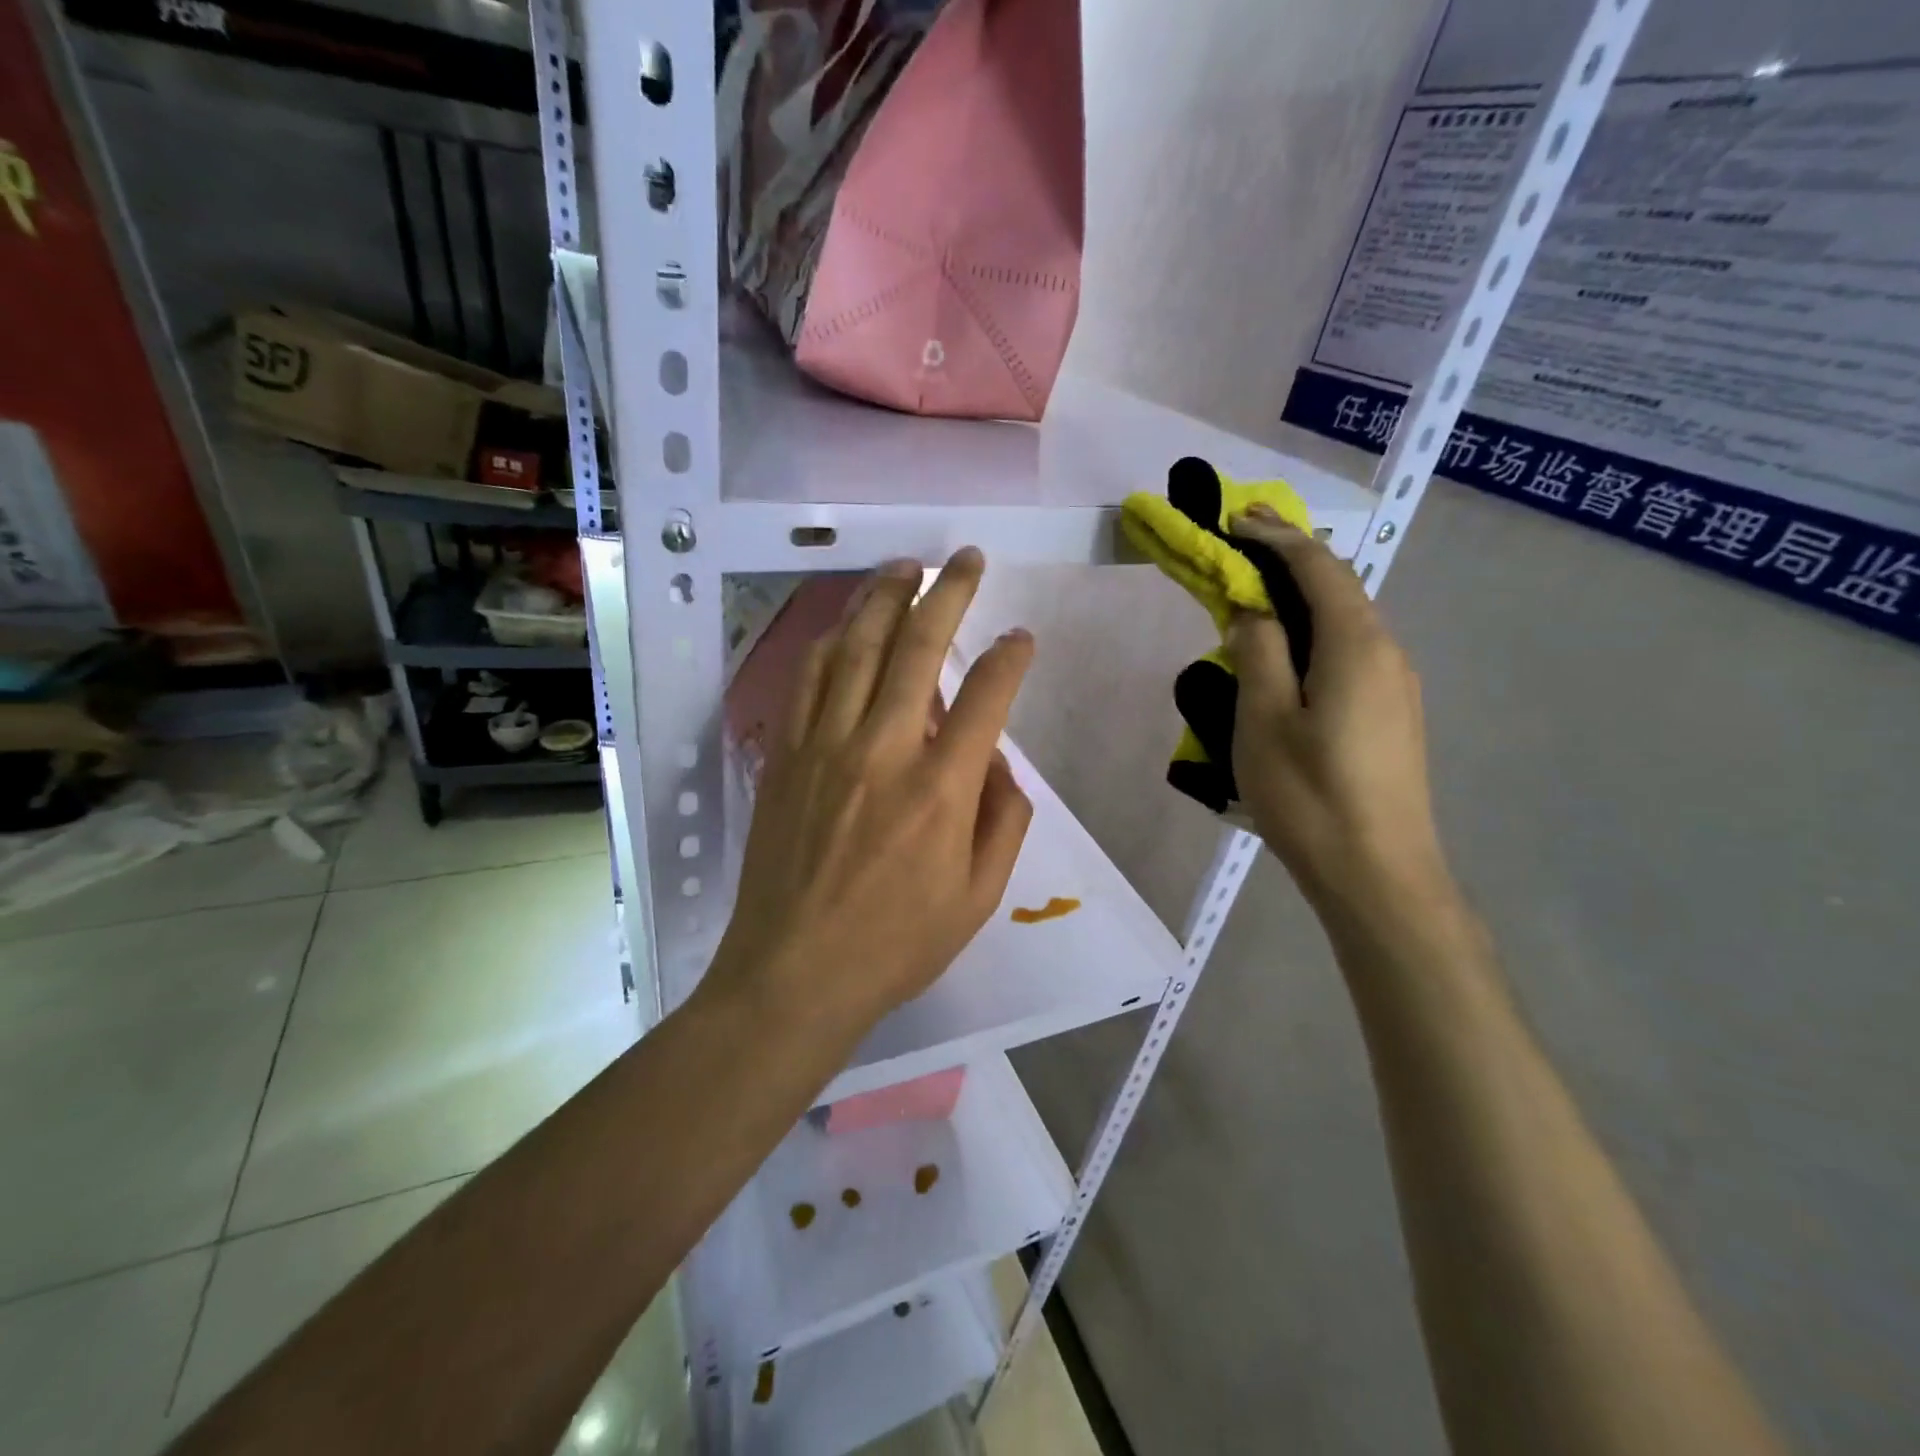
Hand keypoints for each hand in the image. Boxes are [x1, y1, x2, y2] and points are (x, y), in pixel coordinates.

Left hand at [709, 548, 1035, 1039]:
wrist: (793, 974)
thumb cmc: (895, 945)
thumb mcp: (978, 897)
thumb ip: (1004, 821)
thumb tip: (996, 763)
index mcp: (940, 789)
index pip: (986, 695)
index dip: (1010, 656)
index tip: (1020, 637)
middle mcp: (882, 749)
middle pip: (918, 646)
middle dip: (948, 592)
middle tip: (965, 559)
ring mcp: (824, 746)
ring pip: (855, 648)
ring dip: (882, 598)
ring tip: (903, 567)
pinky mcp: (785, 756)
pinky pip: (806, 680)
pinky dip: (829, 642)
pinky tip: (844, 625)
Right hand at [1224, 510, 1449, 916]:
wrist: (1379, 875)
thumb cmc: (1310, 796)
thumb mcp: (1263, 720)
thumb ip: (1257, 653)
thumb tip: (1253, 609)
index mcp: (1356, 645)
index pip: (1318, 568)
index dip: (1276, 537)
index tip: (1236, 519)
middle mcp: (1387, 653)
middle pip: (1339, 587)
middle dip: (1291, 557)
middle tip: (1243, 540)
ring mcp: (1396, 686)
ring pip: (1347, 621)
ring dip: (1303, 596)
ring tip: (1259, 593)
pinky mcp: (1393, 715)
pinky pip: (1351, 652)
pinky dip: (1316, 632)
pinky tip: (1291, 653)